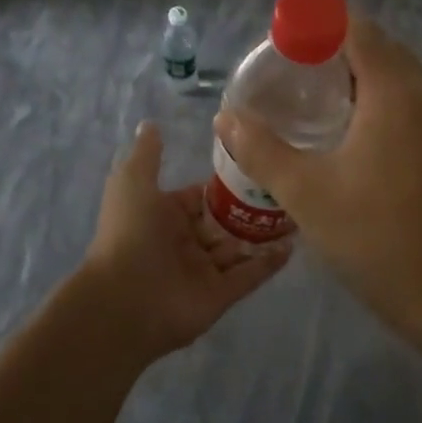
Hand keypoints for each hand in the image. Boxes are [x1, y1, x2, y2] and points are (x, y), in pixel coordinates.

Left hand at [80, 121, 291, 360]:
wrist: (123, 299)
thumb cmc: (130, 232)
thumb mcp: (134, 182)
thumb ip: (147, 154)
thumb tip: (151, 123)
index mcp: (165, 215)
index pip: (201, 196)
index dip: (224, 184)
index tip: (257, 165)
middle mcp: (185, 242)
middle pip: (224, 222)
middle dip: (250, 209)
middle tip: (285, 189)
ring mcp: (204, 270)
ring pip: (239, 248)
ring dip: (264, 234)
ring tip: (298, 213)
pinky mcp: (220, 296)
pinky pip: (249, 276)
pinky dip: (269, 263)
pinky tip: (292, 245)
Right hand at [213, 17, 421, 333]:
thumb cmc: (376, 236)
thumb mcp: (305, 192)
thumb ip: (260, 148)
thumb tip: (226, 117)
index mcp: (396, 91)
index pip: (357, 28)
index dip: (317, 24)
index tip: (283, 40)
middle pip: (380, 47)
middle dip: (335, 49)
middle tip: (291, 72)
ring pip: (400, 74)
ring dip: (360, 75)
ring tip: (315, 100)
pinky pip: (415, 101)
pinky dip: (383, 99)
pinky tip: (354, 133)